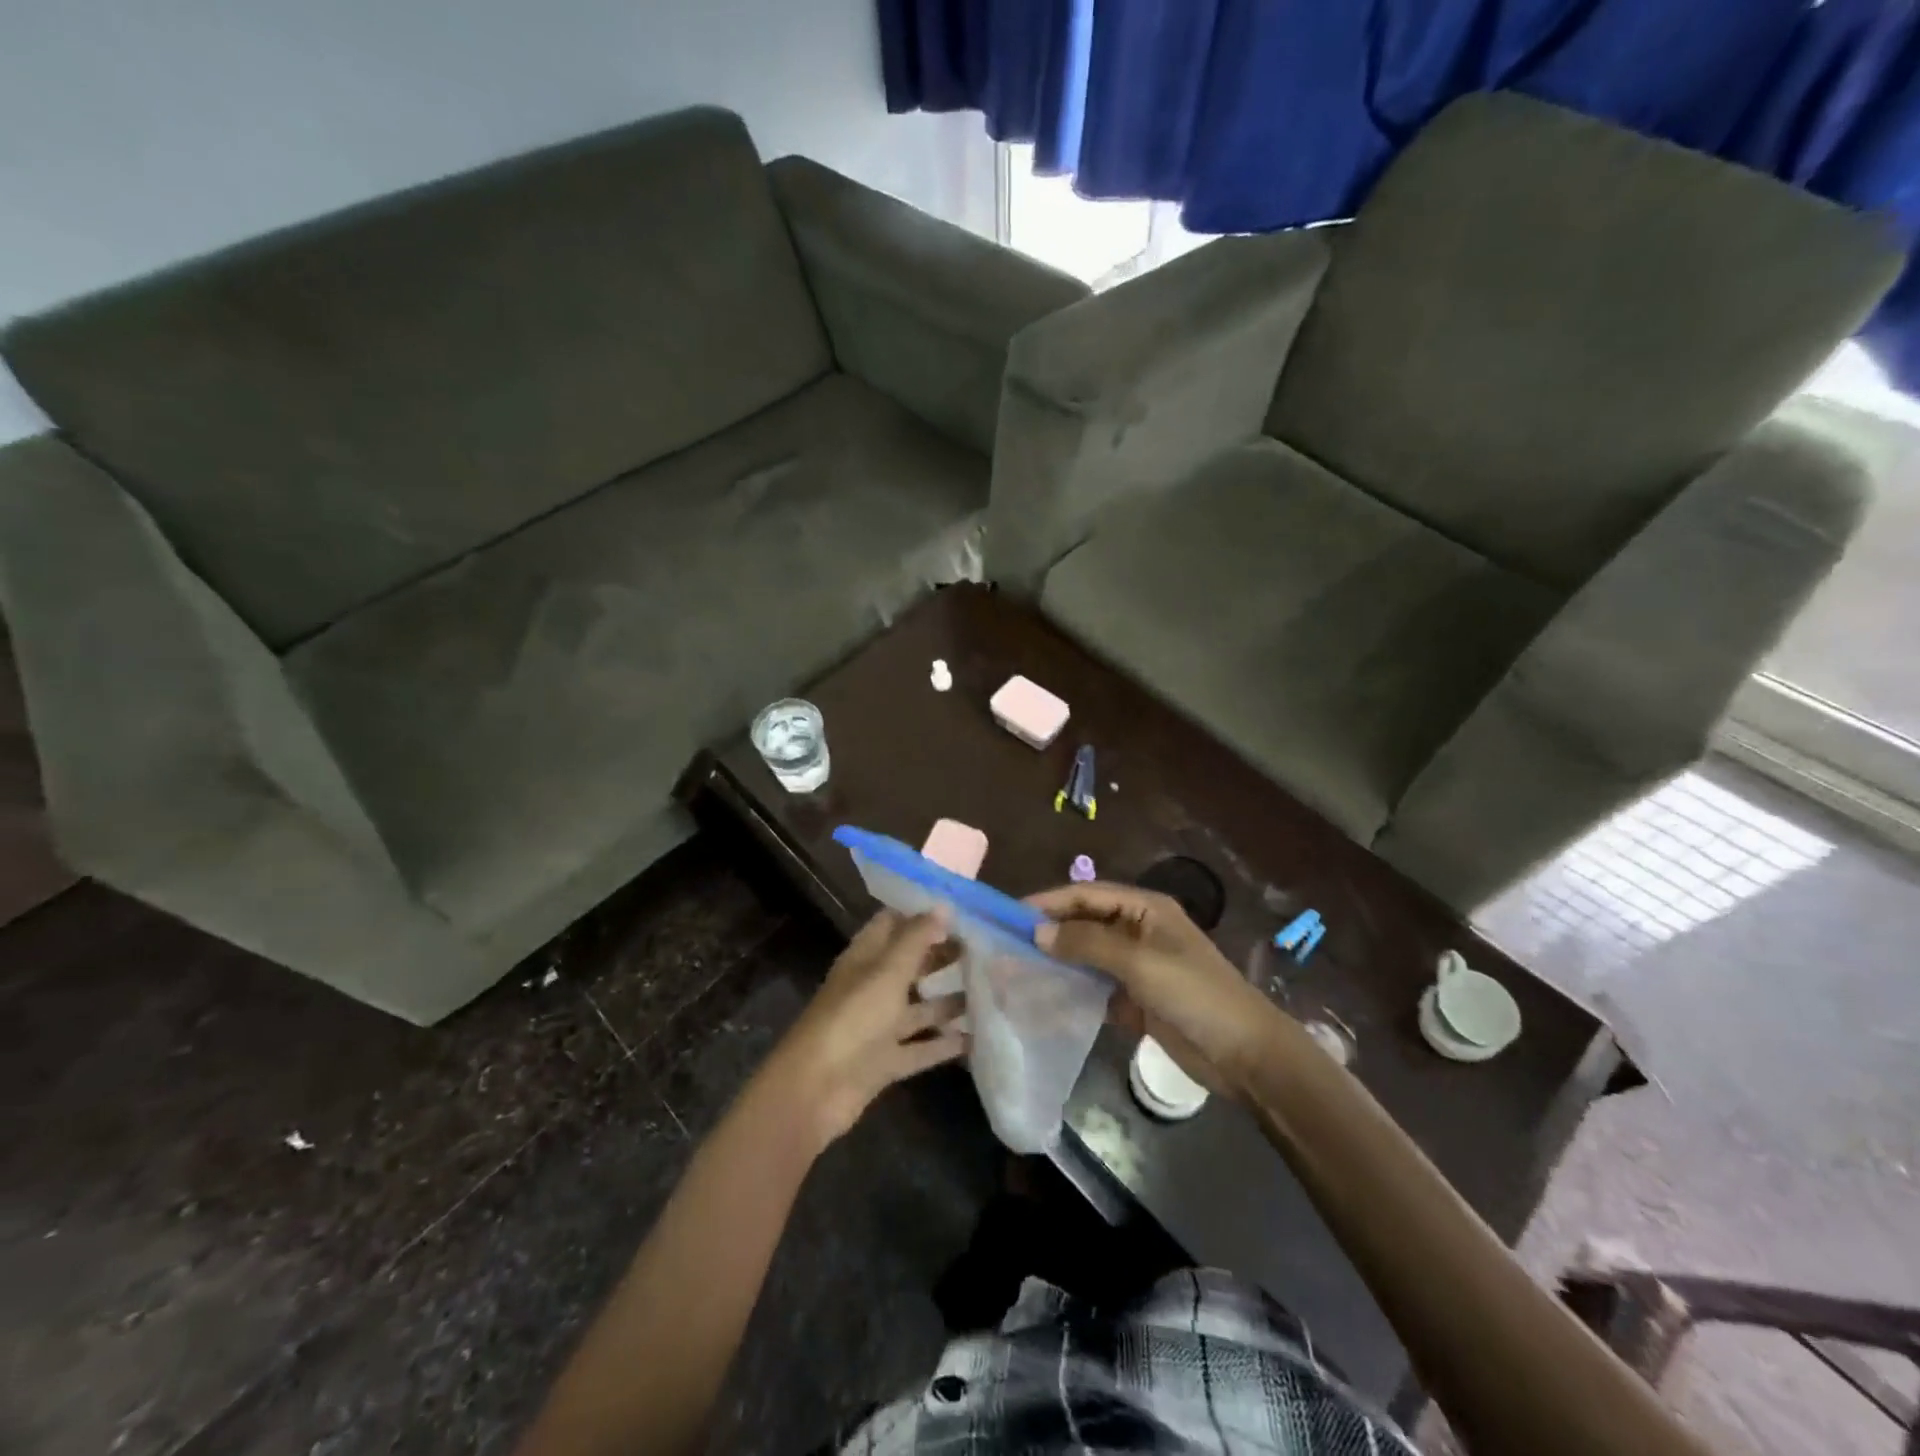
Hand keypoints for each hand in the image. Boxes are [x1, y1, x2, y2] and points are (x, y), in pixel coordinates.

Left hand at [767, 910, 968, 1149]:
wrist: (816, 1090)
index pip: (892, 924)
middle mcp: (872, 987)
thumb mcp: (887, 972)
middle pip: (910, 964)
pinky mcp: (886, 1062)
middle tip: (984, 949)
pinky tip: (978, 1038)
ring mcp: (878, 1027)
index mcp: (865, 958)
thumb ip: (916, 939)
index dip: (922, 915)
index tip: (961, 911)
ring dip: (949, 1000)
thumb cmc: (852, 1018)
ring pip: (919, 1008)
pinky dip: (945, 1044)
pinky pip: (922, 1048)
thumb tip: (944, 905)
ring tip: (991, 990)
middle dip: (942, 955)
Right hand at [1031, 882, 1279, 1096]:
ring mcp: (1137, 966)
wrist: (1244, 1055)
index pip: (1087, 894)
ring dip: (1058, 962)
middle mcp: (1138, 931)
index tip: (1011, 916)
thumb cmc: (1194, 995)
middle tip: (1007, 945)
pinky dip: (1073, 992)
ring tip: (1018, 971)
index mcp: (1145, 909)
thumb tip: (1038, 932)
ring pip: (1087, 957)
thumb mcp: (1139, 963)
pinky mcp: (1136, 999)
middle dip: (1050, 932)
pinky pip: (1096, 988)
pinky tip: (1045, 1001)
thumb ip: (1087, 944)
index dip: (1050, 902)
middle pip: (1085, 923)